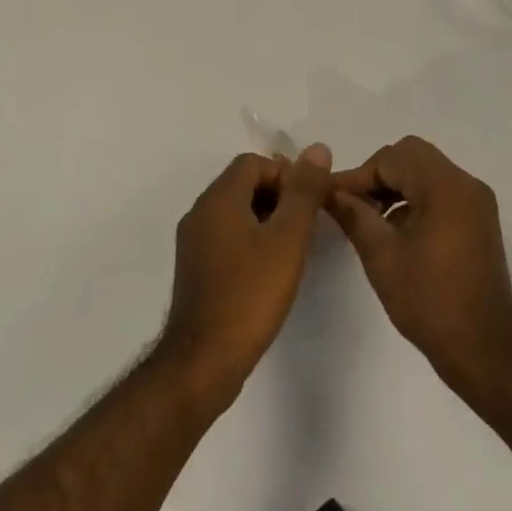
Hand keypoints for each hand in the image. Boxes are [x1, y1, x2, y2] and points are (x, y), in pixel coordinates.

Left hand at [159, 145, 331, 408]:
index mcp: (218, 199)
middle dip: (279, 195)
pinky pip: (227, 236)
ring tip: (295, 247)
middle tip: (308, 224)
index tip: (311, 202)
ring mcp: (194, 242)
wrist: (203, 361)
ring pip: (236, 211)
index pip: (254, 162)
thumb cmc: (250, 295)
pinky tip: (271, 269)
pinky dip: (252, 239)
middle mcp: (200, 213)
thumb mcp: (288, 239)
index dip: (287, 174)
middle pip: (243, 184)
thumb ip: (304, 192)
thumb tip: (317, 149)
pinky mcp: (196, 269)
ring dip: (267, 218)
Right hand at [327, 136, 511, 398]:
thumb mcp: (382, 256)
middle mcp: (466, 185)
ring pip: (426, 173)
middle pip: (412, 157)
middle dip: (377, 175)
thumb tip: (329, 191)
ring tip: (368, 219)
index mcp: (446, 187)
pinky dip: (414, 200)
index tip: (331, 197)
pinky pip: (440, 193)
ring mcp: (476, 203)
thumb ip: (353, 215)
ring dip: (395, 187)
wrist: (485, 351)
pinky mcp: (478, 221)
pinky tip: (394, 232)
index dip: (358, 174)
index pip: (392, 158)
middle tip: (352, 204)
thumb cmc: (430, 301)